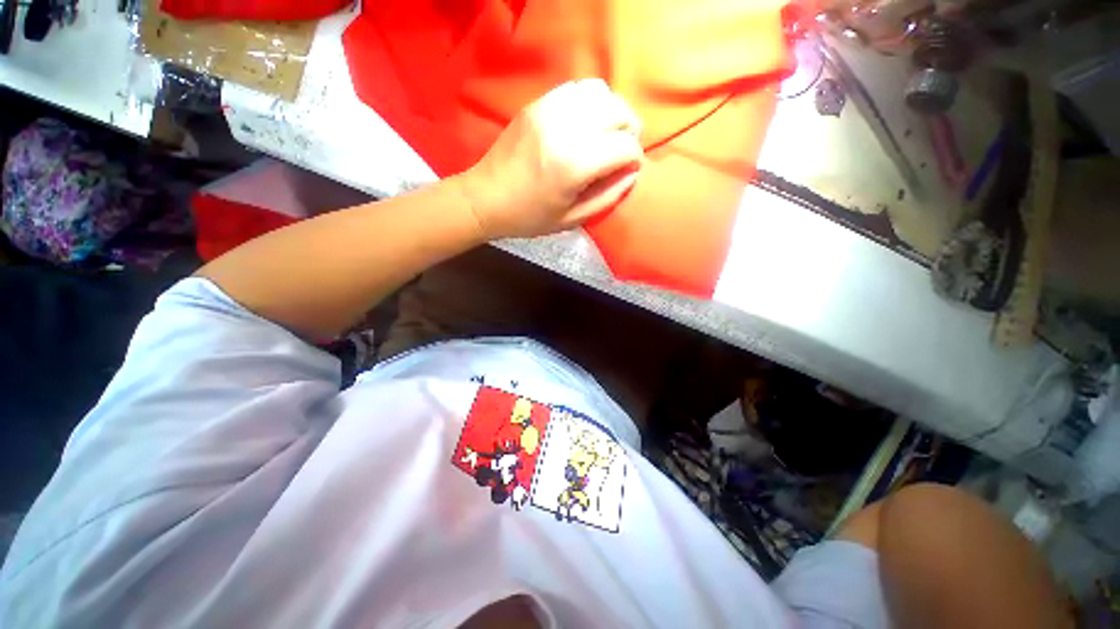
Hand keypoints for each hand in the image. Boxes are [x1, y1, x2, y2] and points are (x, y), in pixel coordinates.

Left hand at [457, 79, 643, 239]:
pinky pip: (577, 88)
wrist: (486, 197)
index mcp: (574, 164)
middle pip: (619, 112)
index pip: (625, 146)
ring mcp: (549, 109)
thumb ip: (608, 196)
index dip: (634, 159)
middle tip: (623, 150)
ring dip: (613, 112)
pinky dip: (591, 102)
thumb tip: (632, 174)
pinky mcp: (538, 103)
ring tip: (608, 133)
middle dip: (630, 131)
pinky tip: (587, 122)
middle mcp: (565, 128)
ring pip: (601, 93)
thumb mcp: (573, 219)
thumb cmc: (530, 216)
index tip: (628, 170)